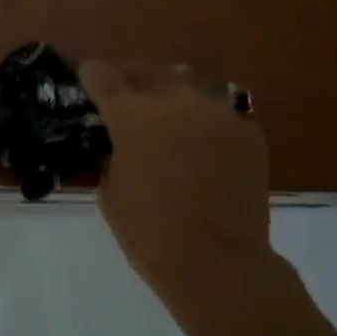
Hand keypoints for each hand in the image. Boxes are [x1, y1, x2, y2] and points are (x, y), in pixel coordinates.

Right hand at [78, 61, 273, 310]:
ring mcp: (217, 111)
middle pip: (147, 71)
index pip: (102, 75)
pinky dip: (208, 124)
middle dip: (132, 83)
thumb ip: (112, 154)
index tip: (88, 81)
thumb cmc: (150, 232)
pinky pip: (221, 114)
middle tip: (129, 104)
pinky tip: (206, 149)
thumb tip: (120, 145)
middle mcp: (175, 99)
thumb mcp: (110, 192)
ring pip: (190, 85)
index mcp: (133, 114)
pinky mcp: (248, 130)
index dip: (91, 76)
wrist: (218, 263)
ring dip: (174, 97)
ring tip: (172, 120)